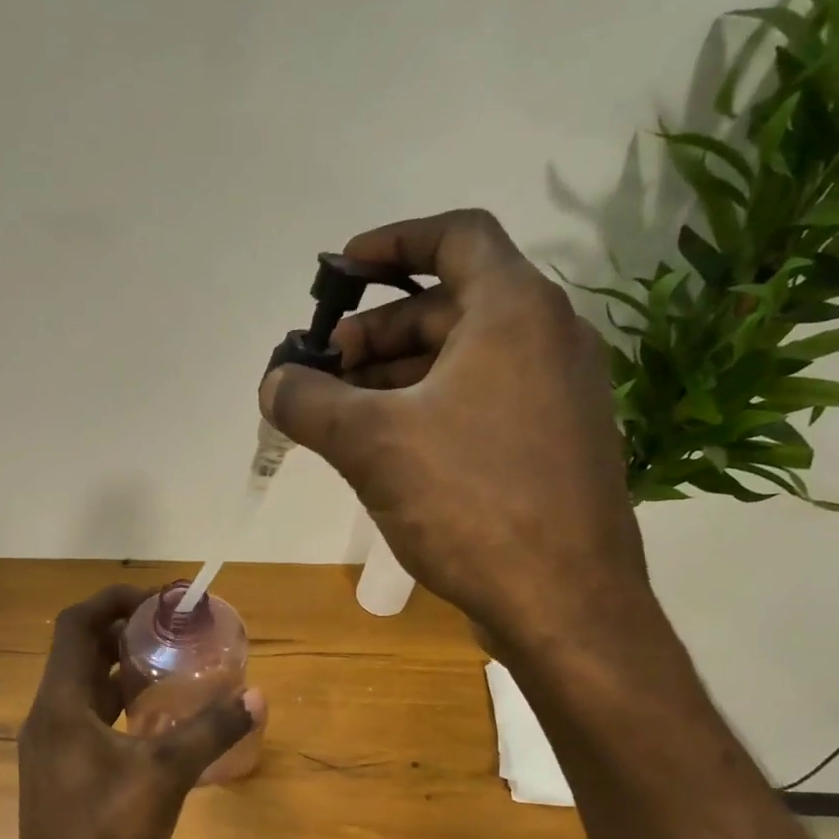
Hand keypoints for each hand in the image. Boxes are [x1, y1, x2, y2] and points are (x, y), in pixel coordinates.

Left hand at [9, 585, 259, 838]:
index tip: (158, 600)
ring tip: (170, 666)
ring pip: (83, 688)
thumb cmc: (105, 838)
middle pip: (79, 652)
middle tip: (171, 630)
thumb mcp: (165, 777)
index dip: (113, 600)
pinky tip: (157, 721)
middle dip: (123, 632)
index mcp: (60, 705)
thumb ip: (209, 731)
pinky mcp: (61, 773)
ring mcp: (51, 748)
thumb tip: (255, 697)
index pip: (76, 625)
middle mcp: (47, 717)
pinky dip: (119, 706)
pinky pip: (88, 720)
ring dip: (121, 670)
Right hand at [260, 209, 651, 659]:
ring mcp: (558, 396)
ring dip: (397, 377)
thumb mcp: (371, 444)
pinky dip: (430, 411)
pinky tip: (388, 454)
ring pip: (464, 362)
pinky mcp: (554, 446)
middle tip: (324, 371)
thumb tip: (273, 383)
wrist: (565, 602)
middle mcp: (548, 339)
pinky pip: (482, 404)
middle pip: (450, 306)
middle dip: (377, 332)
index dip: (391, 242)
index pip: (455, 236)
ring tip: (342, 417)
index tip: (339, 272)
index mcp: (515, 312)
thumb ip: (310, 403)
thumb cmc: (470, 501)